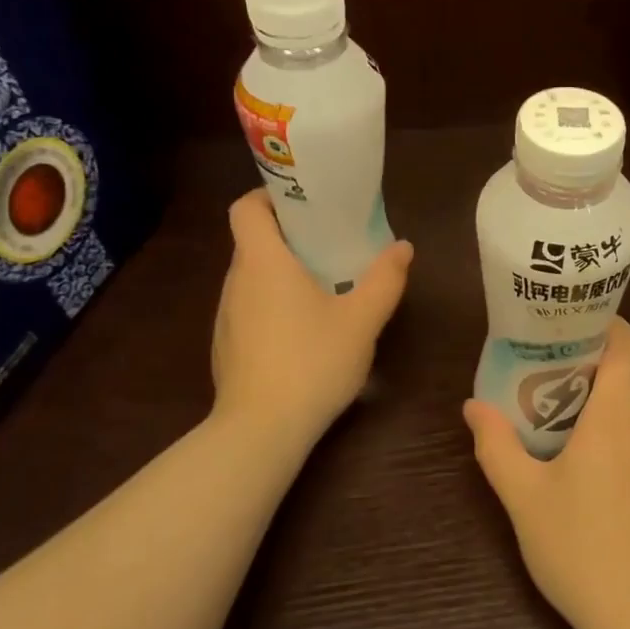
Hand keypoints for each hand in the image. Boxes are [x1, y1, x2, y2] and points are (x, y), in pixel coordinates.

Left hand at [209, 189, 413, 445]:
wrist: (261, 432)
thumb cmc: (312, 362)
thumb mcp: (362, 319)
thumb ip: (385, 279)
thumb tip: (403, 247)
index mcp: (263, 262)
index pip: (246, 208)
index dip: (269, 196)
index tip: (304, 204)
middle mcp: (236, 281)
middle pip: (253, 241)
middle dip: (290, 237)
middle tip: (331, 243)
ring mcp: (226, 317)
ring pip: (252, 277)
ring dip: (282, 273)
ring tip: (323, 286)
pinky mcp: (226, 347)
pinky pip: (249, 308)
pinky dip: (273, 305)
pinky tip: (304, 331)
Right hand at [463, 318, 629, 628]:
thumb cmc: (580, 547)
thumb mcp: (524, 497)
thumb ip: (496, 445)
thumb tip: (473, 406)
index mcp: (620, 414)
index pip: (629, 345)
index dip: (608, 326)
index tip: (575, 327)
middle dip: (612, 352)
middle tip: (568, 363)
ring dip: (627, 387)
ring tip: (585, 404)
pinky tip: (611, 456)